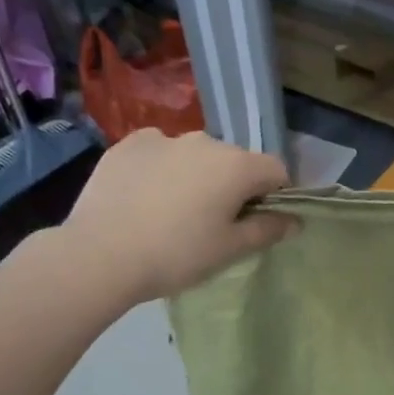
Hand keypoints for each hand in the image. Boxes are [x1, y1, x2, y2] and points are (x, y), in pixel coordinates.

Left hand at [58, 130, 296, 303]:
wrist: (99, 256)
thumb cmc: (177, 254)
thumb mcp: (231, 249)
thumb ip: (268, 229)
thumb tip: (294, 220)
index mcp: (238, 165)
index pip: (277, 170)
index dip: (275, 194)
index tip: (259, 220)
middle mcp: (206, 142)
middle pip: (236, 160)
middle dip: (235, 184)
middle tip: (216, 221)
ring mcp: (164, 139)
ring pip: (197, 155)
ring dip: (199, 174)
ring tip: (177, 209)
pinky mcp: (128, 145)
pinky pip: (160, 151)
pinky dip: (163, 167)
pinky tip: (148, 195)